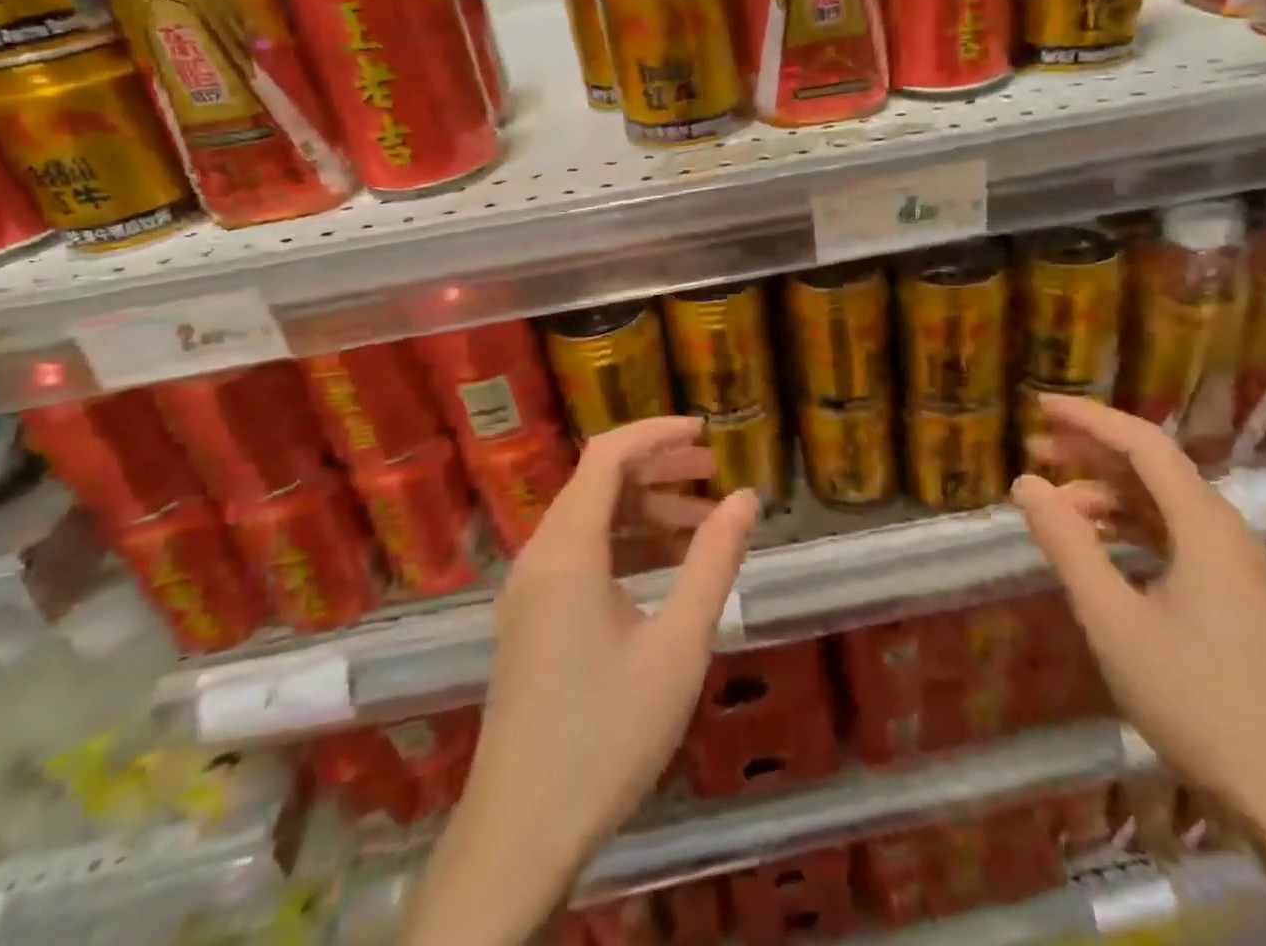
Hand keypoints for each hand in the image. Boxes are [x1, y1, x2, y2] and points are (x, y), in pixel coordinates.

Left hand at [441, 416, 760, 910]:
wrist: (520, 835)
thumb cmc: (606, 735)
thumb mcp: (678, 646)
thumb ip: (714, 563)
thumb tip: (745, 498)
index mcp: (567, 550)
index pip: (607, 455)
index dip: (657, 432)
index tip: (707, 431)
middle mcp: (539, 555)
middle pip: (597, 481)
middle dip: (657, 467)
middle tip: (714, 472)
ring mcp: (528, 588)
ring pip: (589, 518)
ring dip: (643, 508)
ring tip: (701, 521)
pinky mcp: (529, 618)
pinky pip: (579, 553)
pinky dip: (623, 543)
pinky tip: (664, 567)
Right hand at [1012, 397, 1265, 833]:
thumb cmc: (1195, 698)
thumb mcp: (1112, 619)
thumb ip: (1066, 544)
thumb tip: (1026, 483)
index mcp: (1203, 525)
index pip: (1142, 443)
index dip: (1089, 418)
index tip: (1040, 407)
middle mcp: (1224, 531)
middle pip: (1153, 467)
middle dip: (1091, 451)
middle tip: (1035, 448)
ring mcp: (1234, 565)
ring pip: (1162, 503)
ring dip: (1107, 492)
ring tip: (1055, 502)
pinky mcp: (1234, 595)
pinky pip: (1173, 535)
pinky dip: (1128, 526)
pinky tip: (1097, 544)